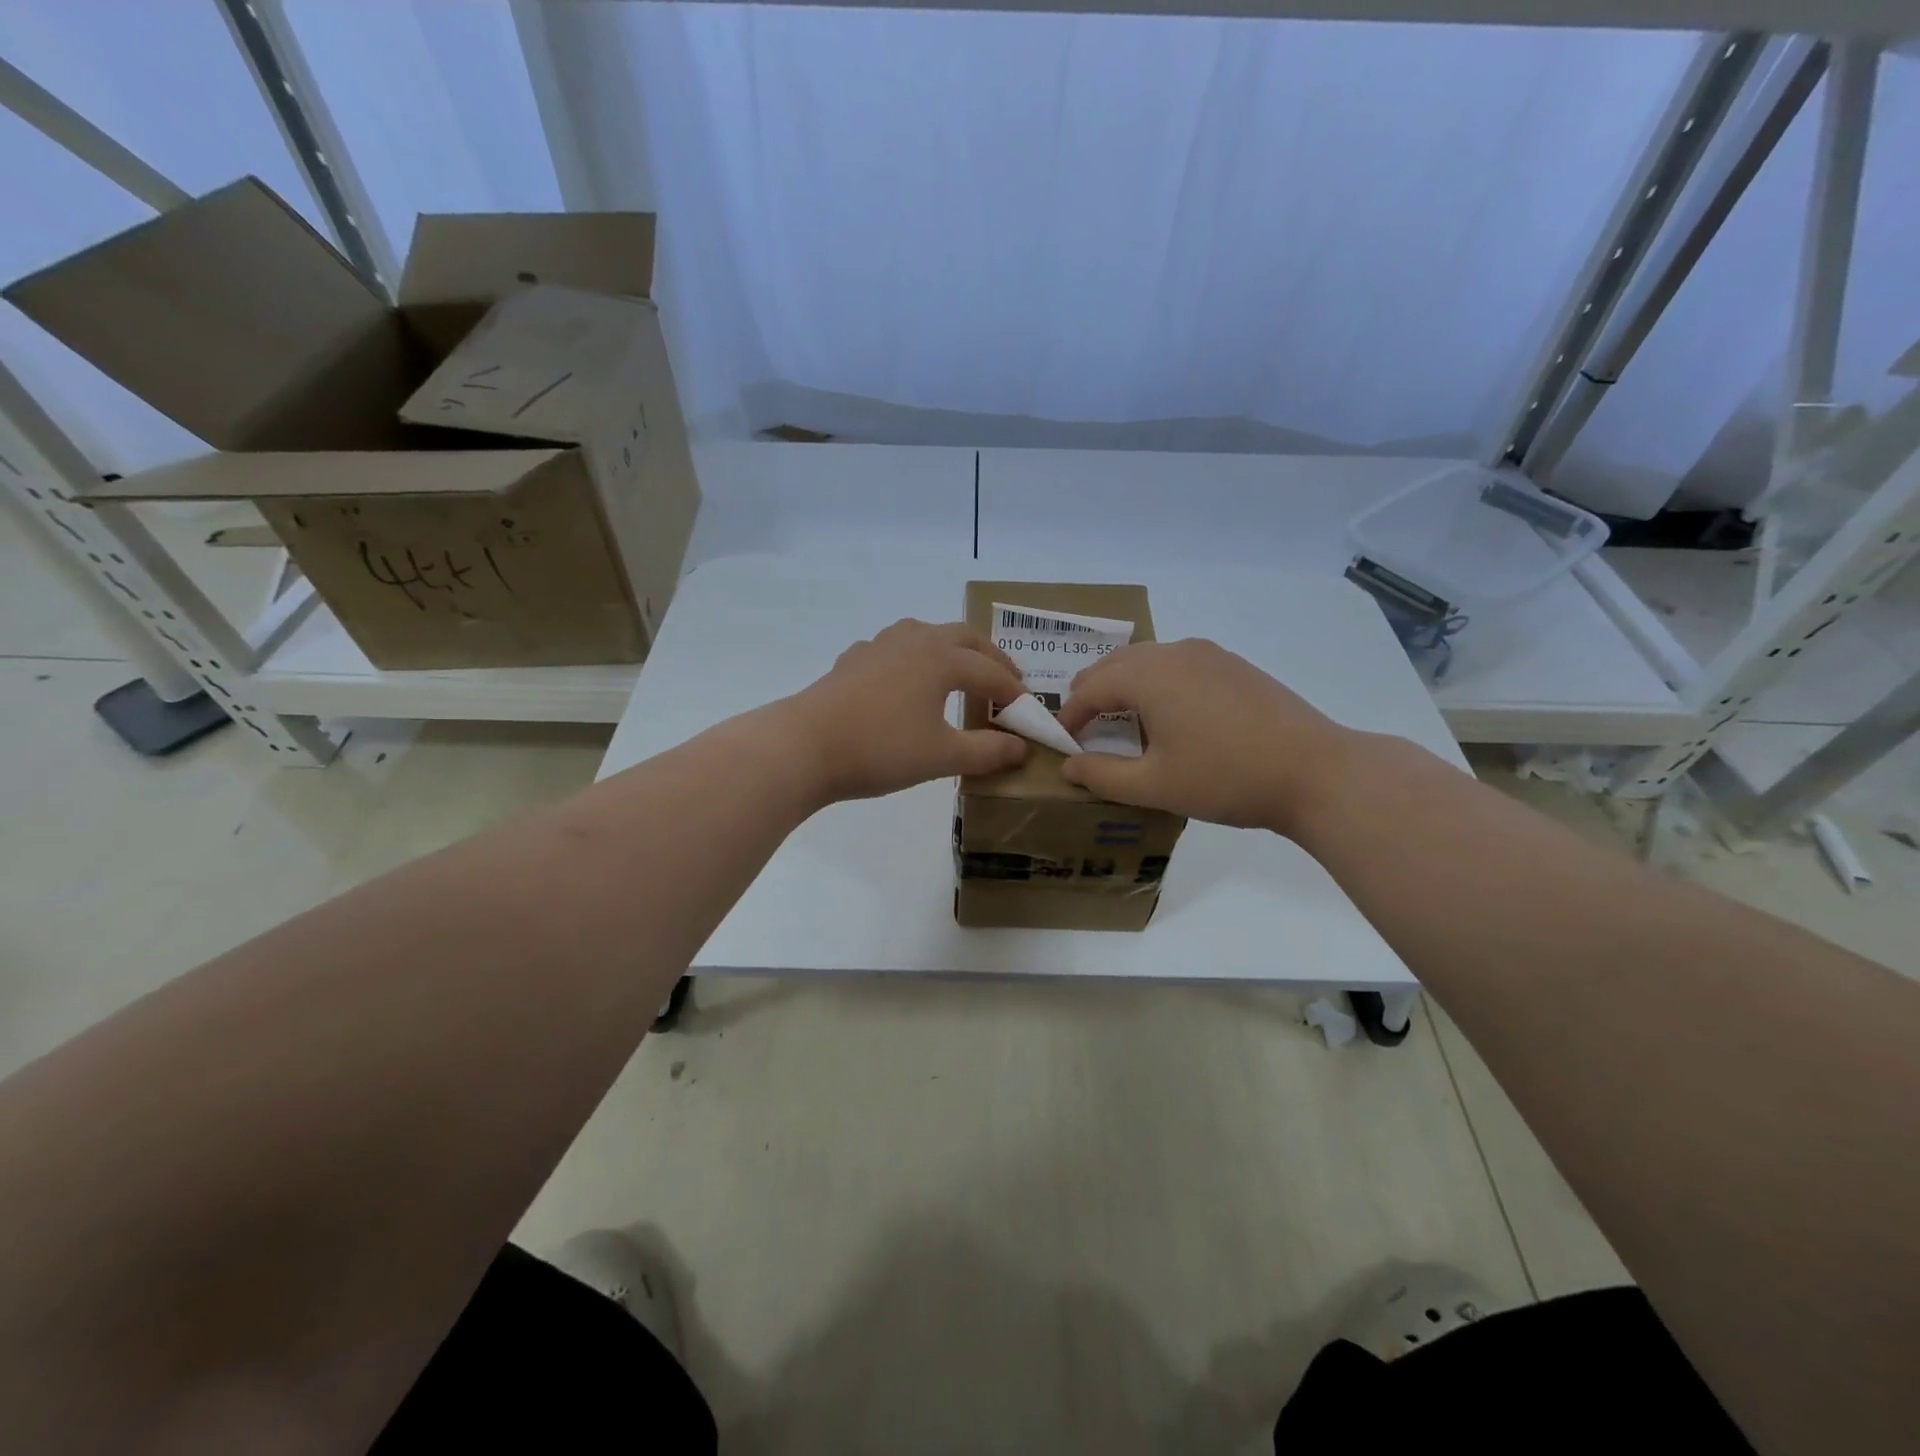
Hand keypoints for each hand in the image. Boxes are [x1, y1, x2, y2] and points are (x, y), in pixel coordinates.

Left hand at [780, 619, 1028, 802]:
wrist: (805, 746)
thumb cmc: (881, 749)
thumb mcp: (942, 756)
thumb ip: (987, 752)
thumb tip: (1020, 748)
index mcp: (942, 658)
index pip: (991, 673)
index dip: (1014, 695)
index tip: (1028, 718)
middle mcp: (914, 640)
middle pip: (965, 638)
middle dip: (991, 659)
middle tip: (1006, 684)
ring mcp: (879, 646)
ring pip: (926, 633)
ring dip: (952, 649)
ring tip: (959, 673)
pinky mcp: (853, 660)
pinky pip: (895, 648)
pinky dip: (914, 659)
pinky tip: (906, 681)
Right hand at [1055, 638, 1358, 832]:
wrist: (1315, 771)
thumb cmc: (1226, 778)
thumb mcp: (1155, 785)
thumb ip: (1103, 776)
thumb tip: (1069, 767)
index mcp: (1148, 675)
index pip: (1090, 688)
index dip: (1070, 716)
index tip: (1062, 743)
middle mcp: (1174, 652)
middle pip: (1115, 664)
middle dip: (1092, 693)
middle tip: (1083, 728)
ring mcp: (1208, 653)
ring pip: (1147, 660)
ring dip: (1123, 685)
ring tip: (1121, 720)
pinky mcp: (1233, 664)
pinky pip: (1176, 664)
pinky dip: (1155, 682)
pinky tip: (1169, 714)